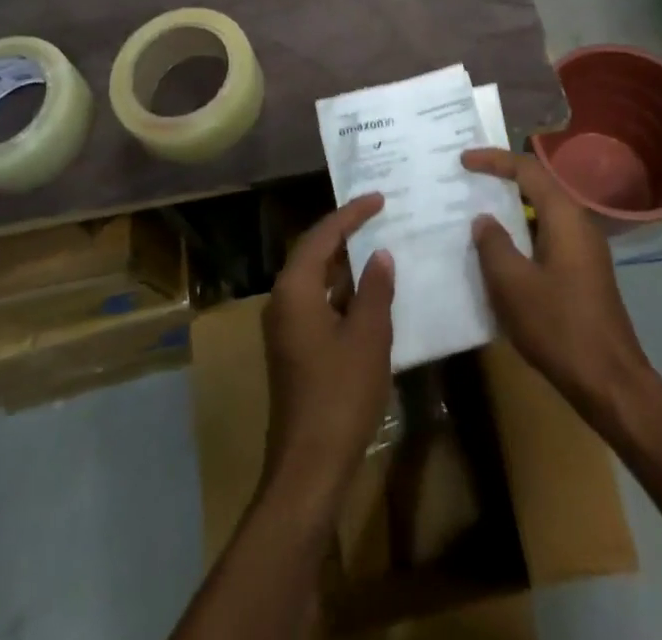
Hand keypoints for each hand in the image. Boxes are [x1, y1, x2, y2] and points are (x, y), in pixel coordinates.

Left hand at [261, 194, 395, 512]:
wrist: (309, 465)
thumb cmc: (340, 394)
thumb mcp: (368, 336)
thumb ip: (374, 289)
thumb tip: (378, 254)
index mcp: (295, 289)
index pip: (323, 235)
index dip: (351, 214)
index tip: (378, 197)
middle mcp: (282, 300)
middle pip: (313, 252)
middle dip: (344, 231)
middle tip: (377, 213)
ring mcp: (285, 326)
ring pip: (315, 278)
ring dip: (343, 261)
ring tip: (377, 244)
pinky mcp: (293, 347)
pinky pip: (317, 300)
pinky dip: (341, 288)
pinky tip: (368, 292)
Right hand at [462, 149, 652, 424]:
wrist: (610, 383)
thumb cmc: (559, 327)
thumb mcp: (513, 285)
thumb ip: (494, 245)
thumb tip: (484, 219)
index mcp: (565, 217)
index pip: (528, 170)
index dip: (494, 160)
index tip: (464, 160)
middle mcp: (579, 223)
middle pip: (538, 186)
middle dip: (503, 178)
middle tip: (468, 176)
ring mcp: (585, 250)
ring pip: (543, 213)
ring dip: (512, 208)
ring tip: (477, 210)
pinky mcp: (583, 273)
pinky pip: (547, 236)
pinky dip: (522, 234)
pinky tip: (500, 252)